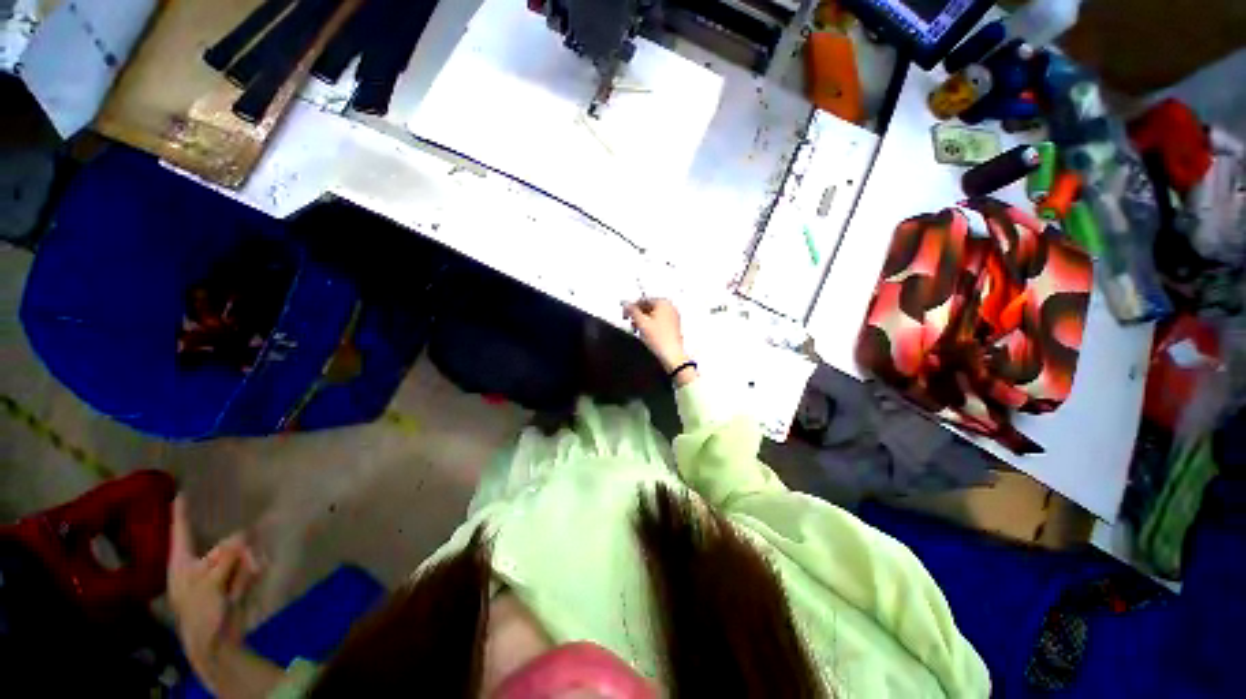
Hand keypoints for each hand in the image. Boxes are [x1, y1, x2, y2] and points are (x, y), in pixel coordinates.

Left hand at [168, 496, 262, 693]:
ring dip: (246, 564)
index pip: (180, 531)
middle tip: (246, 558)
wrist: (216, 641)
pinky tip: (248, 584)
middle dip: (236, 548)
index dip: (181, 511)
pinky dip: (251, 572)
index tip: (181, 490)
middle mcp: (199, 561)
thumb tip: (244, 532)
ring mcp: (218, 571)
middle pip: (221, 541)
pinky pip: (248, 564)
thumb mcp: (209, 584)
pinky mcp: (234, 578)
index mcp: (182, 562)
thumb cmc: (201, 612)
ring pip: (239, 552)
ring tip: (246, 579)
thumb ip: (225, 557)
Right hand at [624, 298, 689, 373]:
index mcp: (663, 303)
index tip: (625, 313)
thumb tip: (626, 304)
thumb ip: (632, 311)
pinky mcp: (673, 327)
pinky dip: (650, 325)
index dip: (632, 307)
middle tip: (631, 322)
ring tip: (637, 329)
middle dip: (638, 314)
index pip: (643, 300)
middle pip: (649, 307)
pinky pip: (659, 321)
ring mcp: (673, 317)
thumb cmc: (659, 339)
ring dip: (643, 320)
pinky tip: (645, 333)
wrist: (671, 355)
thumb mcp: (641, 323)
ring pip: (653, 315)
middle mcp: (670, 307)